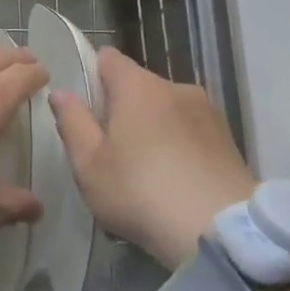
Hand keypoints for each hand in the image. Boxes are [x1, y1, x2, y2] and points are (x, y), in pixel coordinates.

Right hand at [50, 46, 255, 270]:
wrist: (221, 232)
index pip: (108, 58)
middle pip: (138, 85)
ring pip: (167, 108)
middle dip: (123, 108)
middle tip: (111, 150)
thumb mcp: (89, 165)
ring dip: (154, 127)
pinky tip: (177, 181)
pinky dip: (180, 146)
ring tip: (148, 172)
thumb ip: (72, 123)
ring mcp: (207, 111)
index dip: (93, 76)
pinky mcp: (228, 138)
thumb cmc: (141, 193)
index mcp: (137, 86)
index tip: (86, 109)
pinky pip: (192, 130)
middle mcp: (174, 86)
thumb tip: (61, 93)